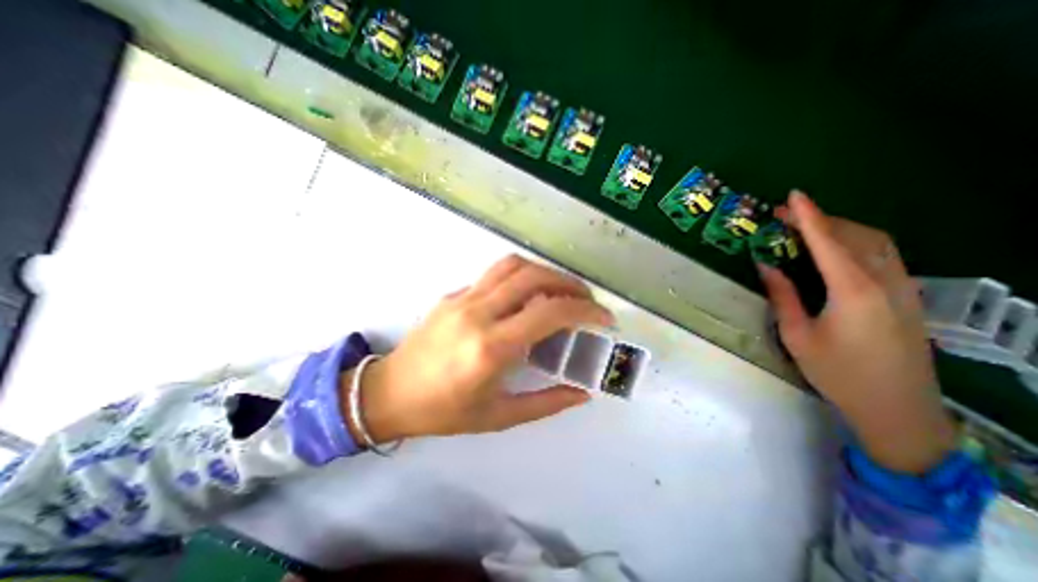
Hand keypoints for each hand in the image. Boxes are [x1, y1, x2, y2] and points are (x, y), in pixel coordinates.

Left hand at [340, 255, 613, 439]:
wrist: (389, 394)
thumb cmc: (443, 412)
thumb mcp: (498, 417)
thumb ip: (546, 403)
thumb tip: (581, 392)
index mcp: (491, 348)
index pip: (550, 312)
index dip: (585, 310)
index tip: (603, 318)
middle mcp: (478, 313)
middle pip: (534, 277)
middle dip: (569, 283)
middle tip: (586, 299)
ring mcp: (462, 298)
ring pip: (513, 265)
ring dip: (544, 272)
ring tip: (560, 290)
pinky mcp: (453, 294)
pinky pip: (494, 275)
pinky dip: (520, 278)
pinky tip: (526, 297)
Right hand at [761, 190, 950, 473]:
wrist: (897, 408)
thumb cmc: (837, 372)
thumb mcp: (797, 334)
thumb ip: (782, 296)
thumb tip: (766, 265)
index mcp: (853, 290)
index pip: (828, 242)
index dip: (809, 217)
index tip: (793, 196)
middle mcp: (884, 281)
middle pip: (855, 235)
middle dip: (820, 219)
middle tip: (786, 215)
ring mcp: (903, 287)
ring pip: (874, 241)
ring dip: (840, 227)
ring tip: (807, 227)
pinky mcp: (907, 295)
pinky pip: (883, 254)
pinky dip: (856, 241)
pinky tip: (836, 248)